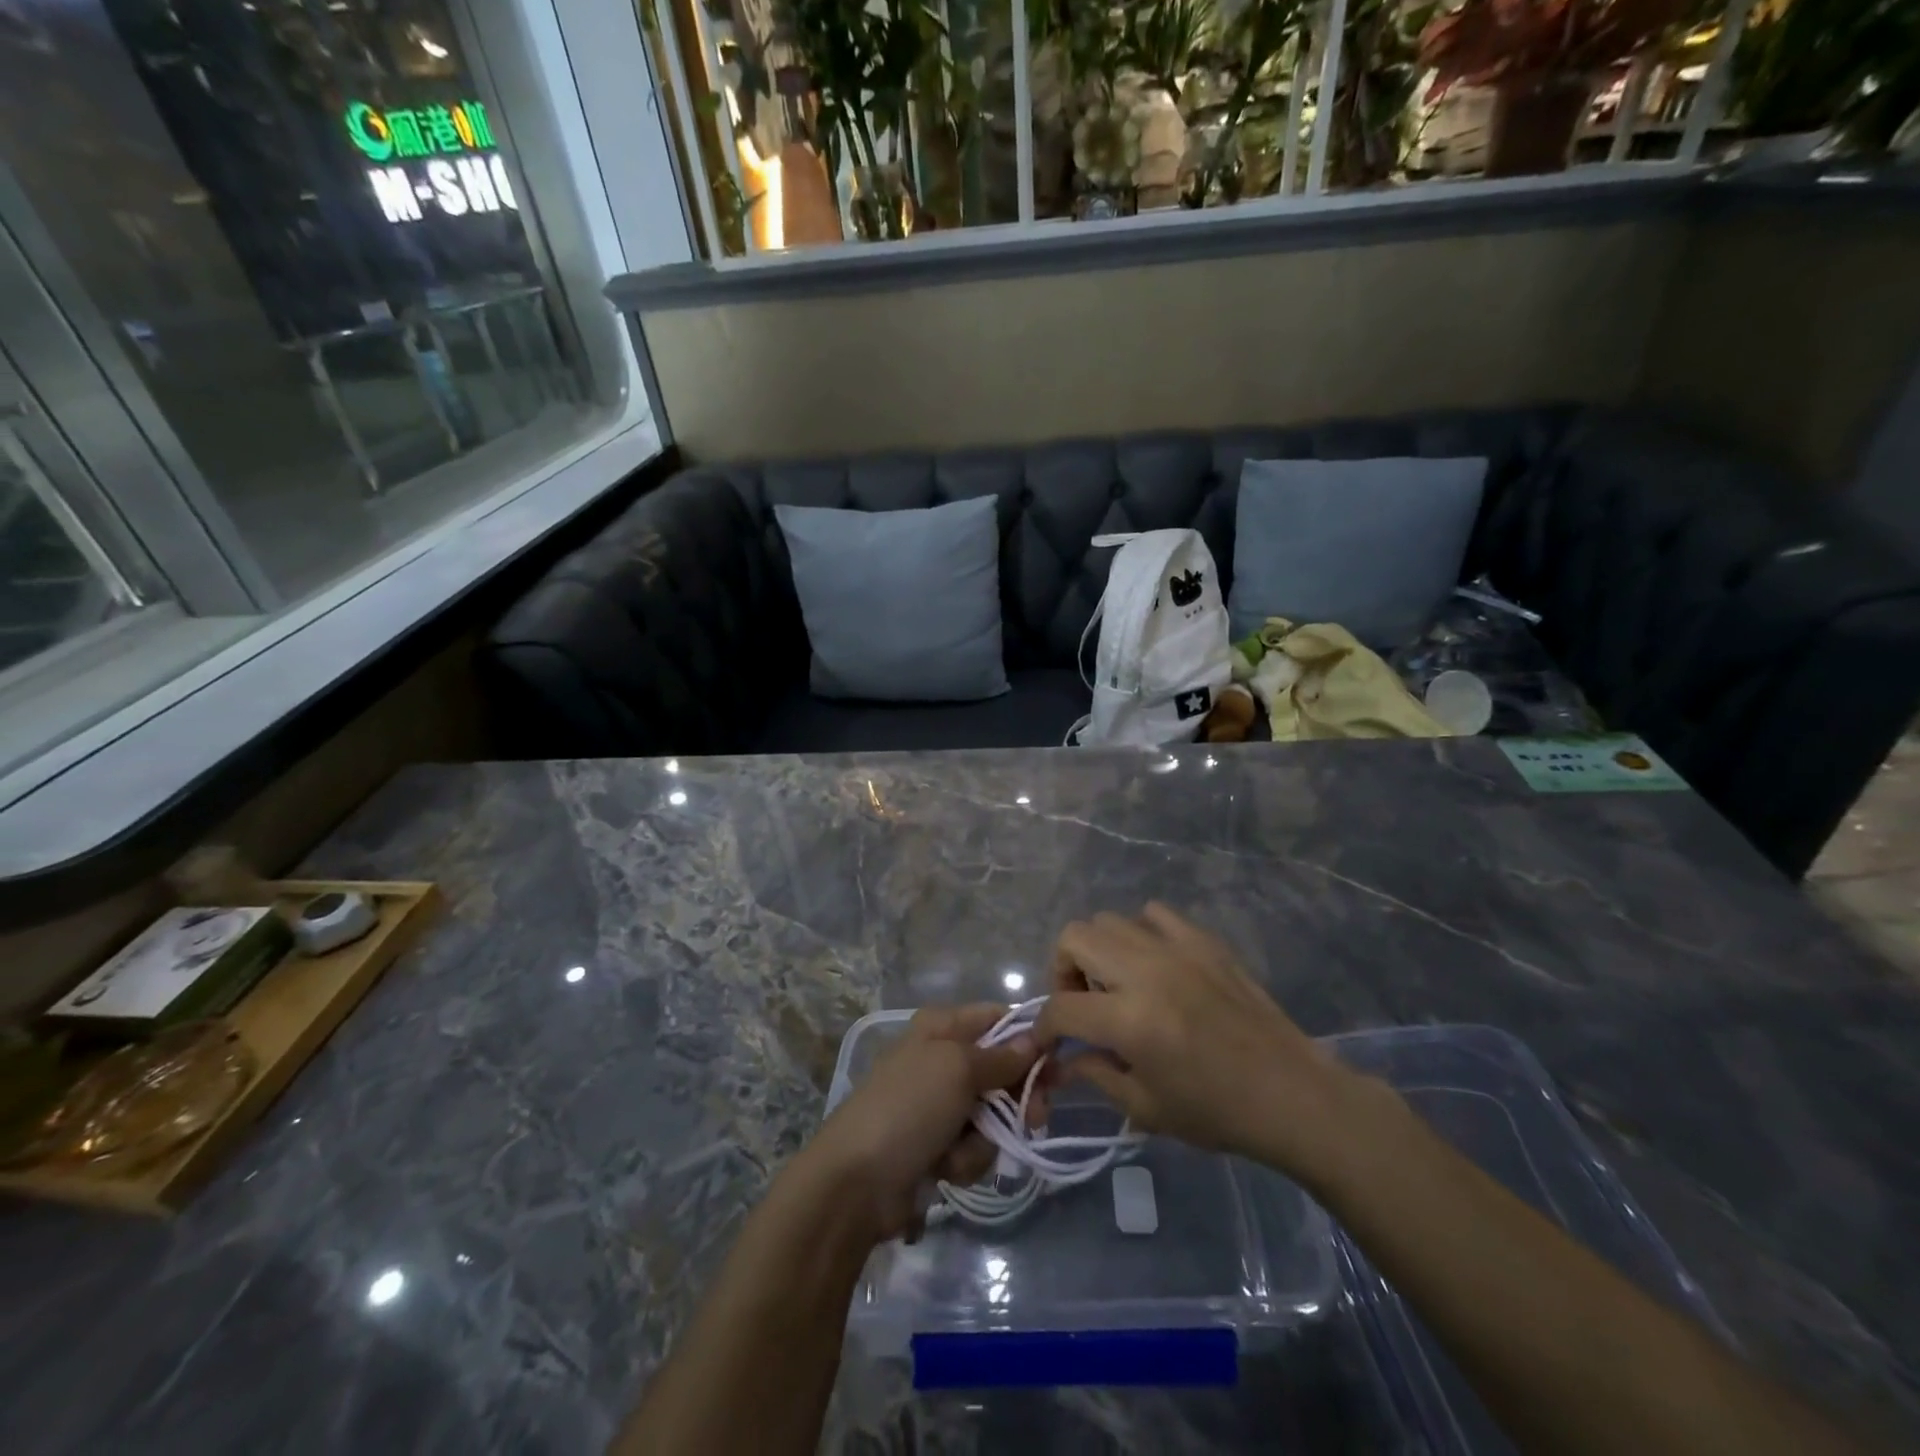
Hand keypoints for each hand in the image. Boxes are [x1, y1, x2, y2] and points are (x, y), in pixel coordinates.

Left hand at [803, 1004, 1043, 1242]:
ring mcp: (939, 1105)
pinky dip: (966, 1159)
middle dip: (1016, 1098)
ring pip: (993, 1114)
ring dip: (985, 1138)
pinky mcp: (938, 1145)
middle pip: (1003, 1070)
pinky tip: (944, 1169)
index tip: (1056, 1063)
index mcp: (942, 1027)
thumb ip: (1002, 1057)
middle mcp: (942, 1059)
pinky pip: (975, 1146)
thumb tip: (1036, 1039)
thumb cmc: (908, 1108)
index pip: (998, 1019)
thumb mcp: (957, 1070)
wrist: (856, 1183)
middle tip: (1034, 1117)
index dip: (1029, 1039)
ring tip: (959, 1151)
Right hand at [1036, 903, 1384, 1182]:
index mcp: (1130, 1020)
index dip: (1045, 1026)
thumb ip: (1095, 1073)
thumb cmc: (1217, 1112)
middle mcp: (1146, 972)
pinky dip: (1141, 933)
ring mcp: (1177, 949)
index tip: (1050, 1041)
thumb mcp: (1145, 1108)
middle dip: (1063, 971)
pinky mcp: (1204, 941)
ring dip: (1099, 951)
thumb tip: (1064, 1058)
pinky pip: (1154, 914)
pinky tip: (1154, 965)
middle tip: (1082, 1003)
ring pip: (1109, 920)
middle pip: (1074, 938)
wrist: (1292, 1094)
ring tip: (1117, 983)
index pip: (1061, 1007)